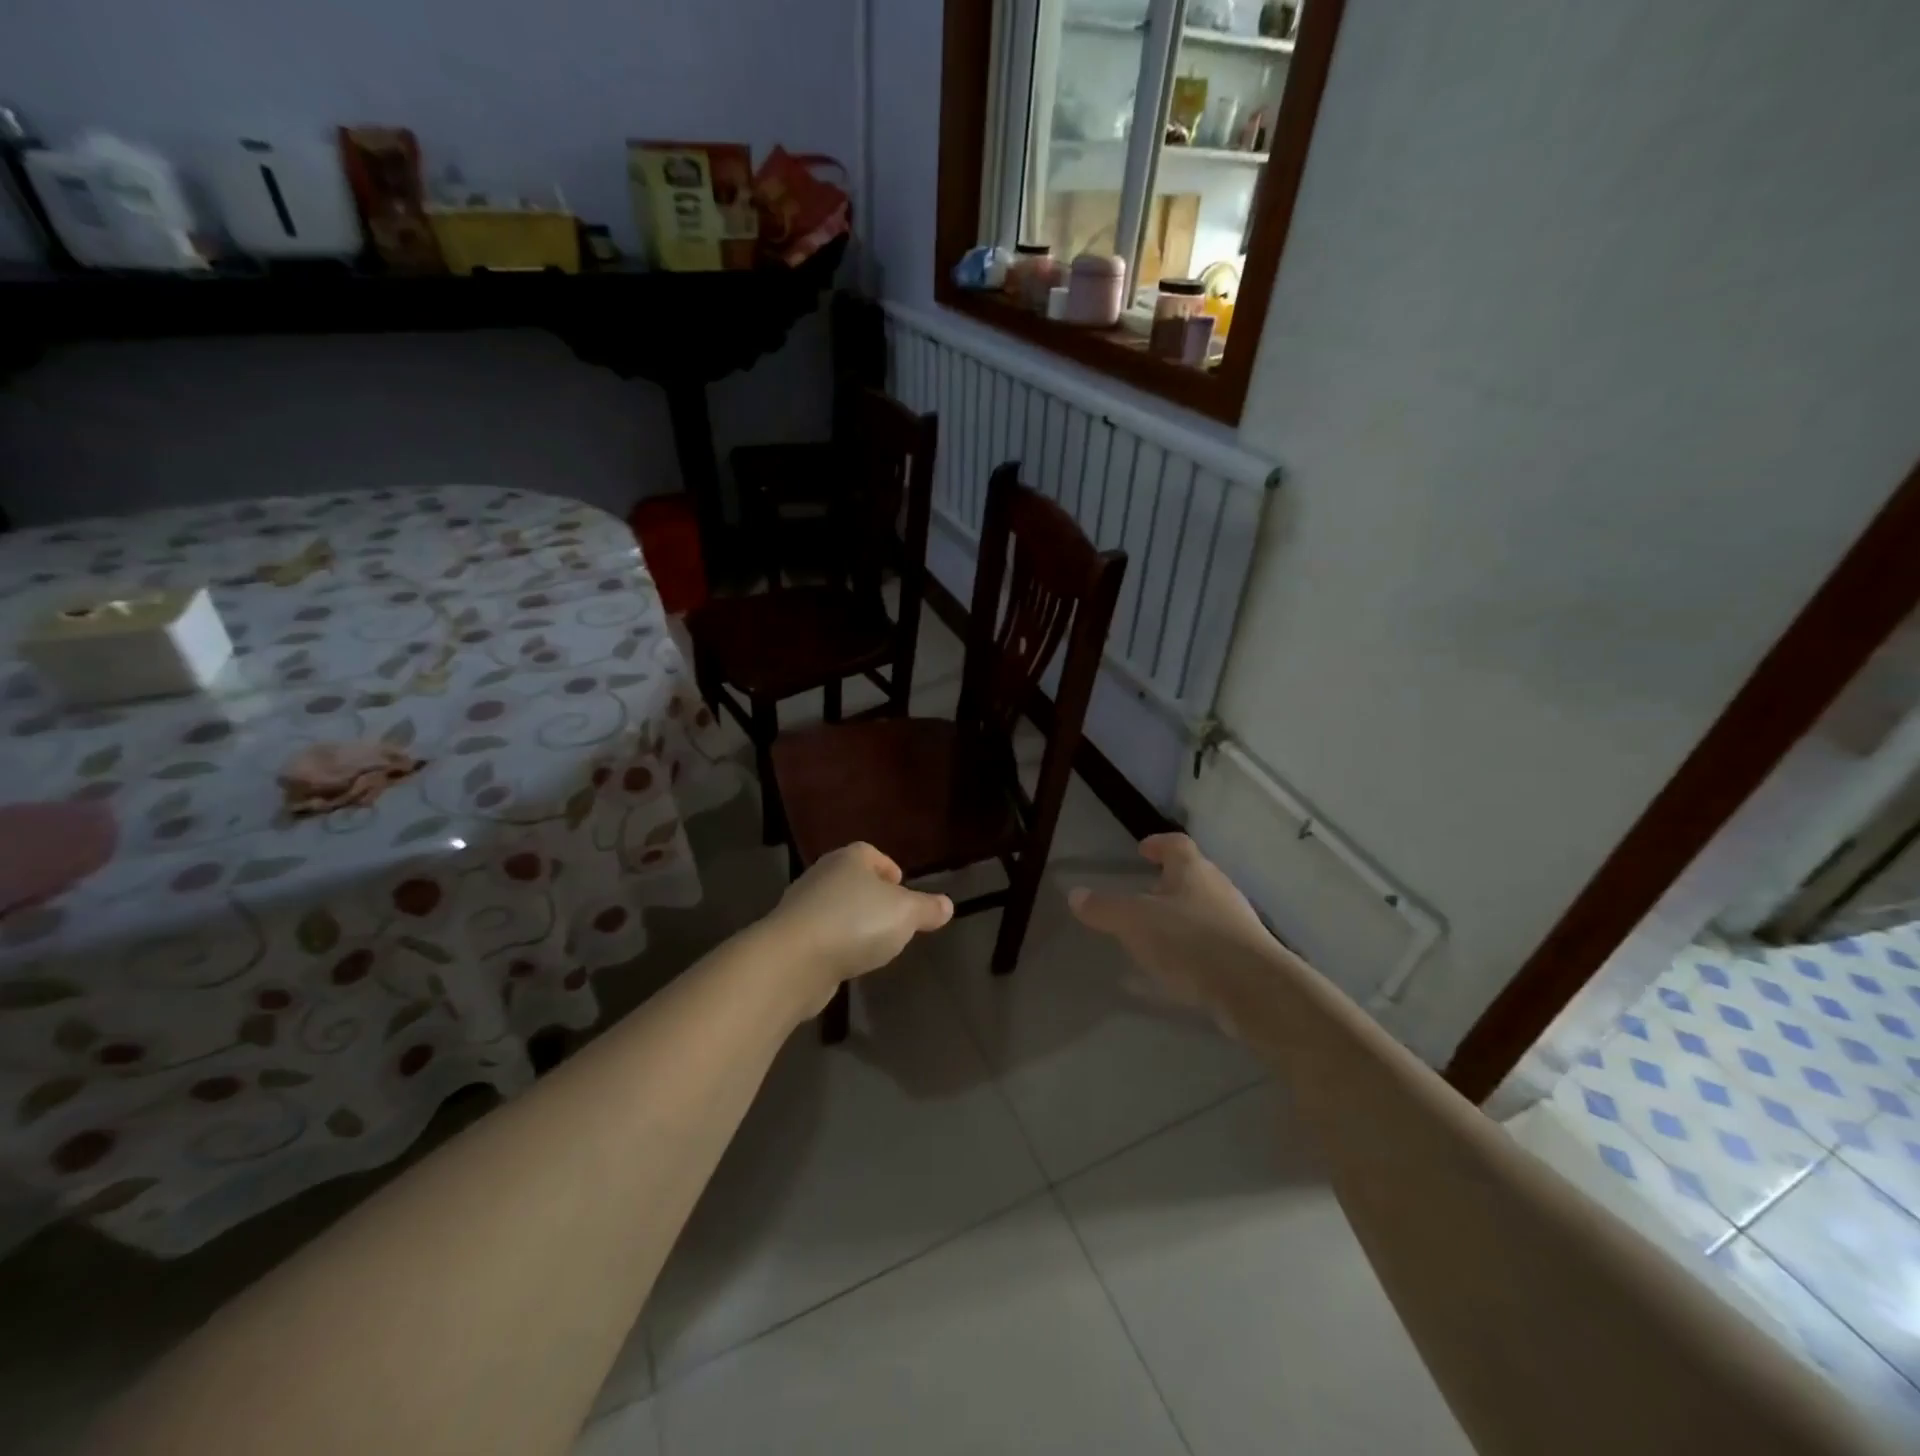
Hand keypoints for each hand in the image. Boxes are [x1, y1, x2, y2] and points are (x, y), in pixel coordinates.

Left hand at [763, 842, 953, 1012]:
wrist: (793, 961)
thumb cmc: (855, 923)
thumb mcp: (905, 914)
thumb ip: (927, 908)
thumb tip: (947, 904)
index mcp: (849, 859)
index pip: (870, 853)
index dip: (887, 867)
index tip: (901, 886)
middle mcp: (821, 875)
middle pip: (851, 879)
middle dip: (870, 895)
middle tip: (892, 916)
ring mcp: (801, 907)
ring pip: (834, 907)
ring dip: (852, 921)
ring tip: (872, 942)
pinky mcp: (790, 938)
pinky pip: (821, 934)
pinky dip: (835, 943)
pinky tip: (847, 960)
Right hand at [1069, 834, 1276, 1034]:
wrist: (1253, 989)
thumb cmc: (1190, 941)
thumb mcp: (1135, 922)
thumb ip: (1104, 908)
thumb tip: (1075, 894)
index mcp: (1193, 871)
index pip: (1176, 844)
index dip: (1158, 844)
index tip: (1142, 850)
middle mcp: (1219, 889)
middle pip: (1194, 876)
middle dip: (1169, 883)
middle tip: (1145, 894)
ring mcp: (1238, 922)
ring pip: (1205, 909)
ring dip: (1182, 916)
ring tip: (1157, 934)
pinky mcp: (1247, 955)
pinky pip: (1213, 942)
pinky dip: (1194, 948)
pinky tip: (1177, 969)